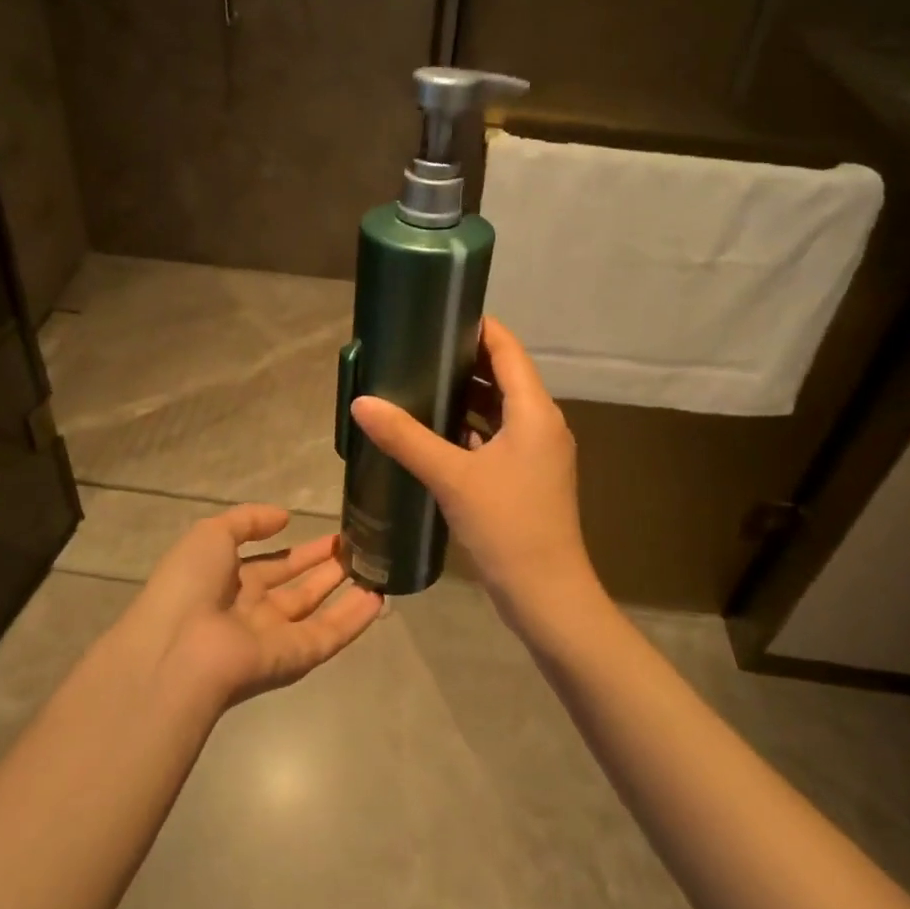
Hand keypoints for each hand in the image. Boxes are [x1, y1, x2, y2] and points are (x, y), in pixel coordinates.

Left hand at [127, 505, 383, 707]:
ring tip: (376, 566)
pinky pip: (330, 635)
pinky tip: (379, 597)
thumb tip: (283, 517)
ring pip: (318, 612)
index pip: (271, 565)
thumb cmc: (189, 585)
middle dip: (325, 567)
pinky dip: (355, 619)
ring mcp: (275, 637)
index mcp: (228, 582)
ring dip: (345, 590)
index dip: (300, 551)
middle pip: (297, 589)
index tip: (331, 535)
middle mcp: (253, 610)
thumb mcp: (210, 534)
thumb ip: (248, 520)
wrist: (178, 650)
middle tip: (358, 547)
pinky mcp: (295, 658)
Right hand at [350, 317, 604, 643]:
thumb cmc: (507, 526)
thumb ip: (406, 438)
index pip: (508, 349)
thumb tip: (362, 402)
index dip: (478, 327)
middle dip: (464, 360)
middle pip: (504, 375)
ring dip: (466, 395)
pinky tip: (436, 432)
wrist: (547, 594)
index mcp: (534, 411)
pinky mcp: (528, 477)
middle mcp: (542, 423)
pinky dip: (471, 427)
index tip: (439, 313)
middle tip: (417, 348)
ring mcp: (538, 452)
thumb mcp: (452, 477)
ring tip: (419, 383)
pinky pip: (498, 436)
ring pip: (500, 408)